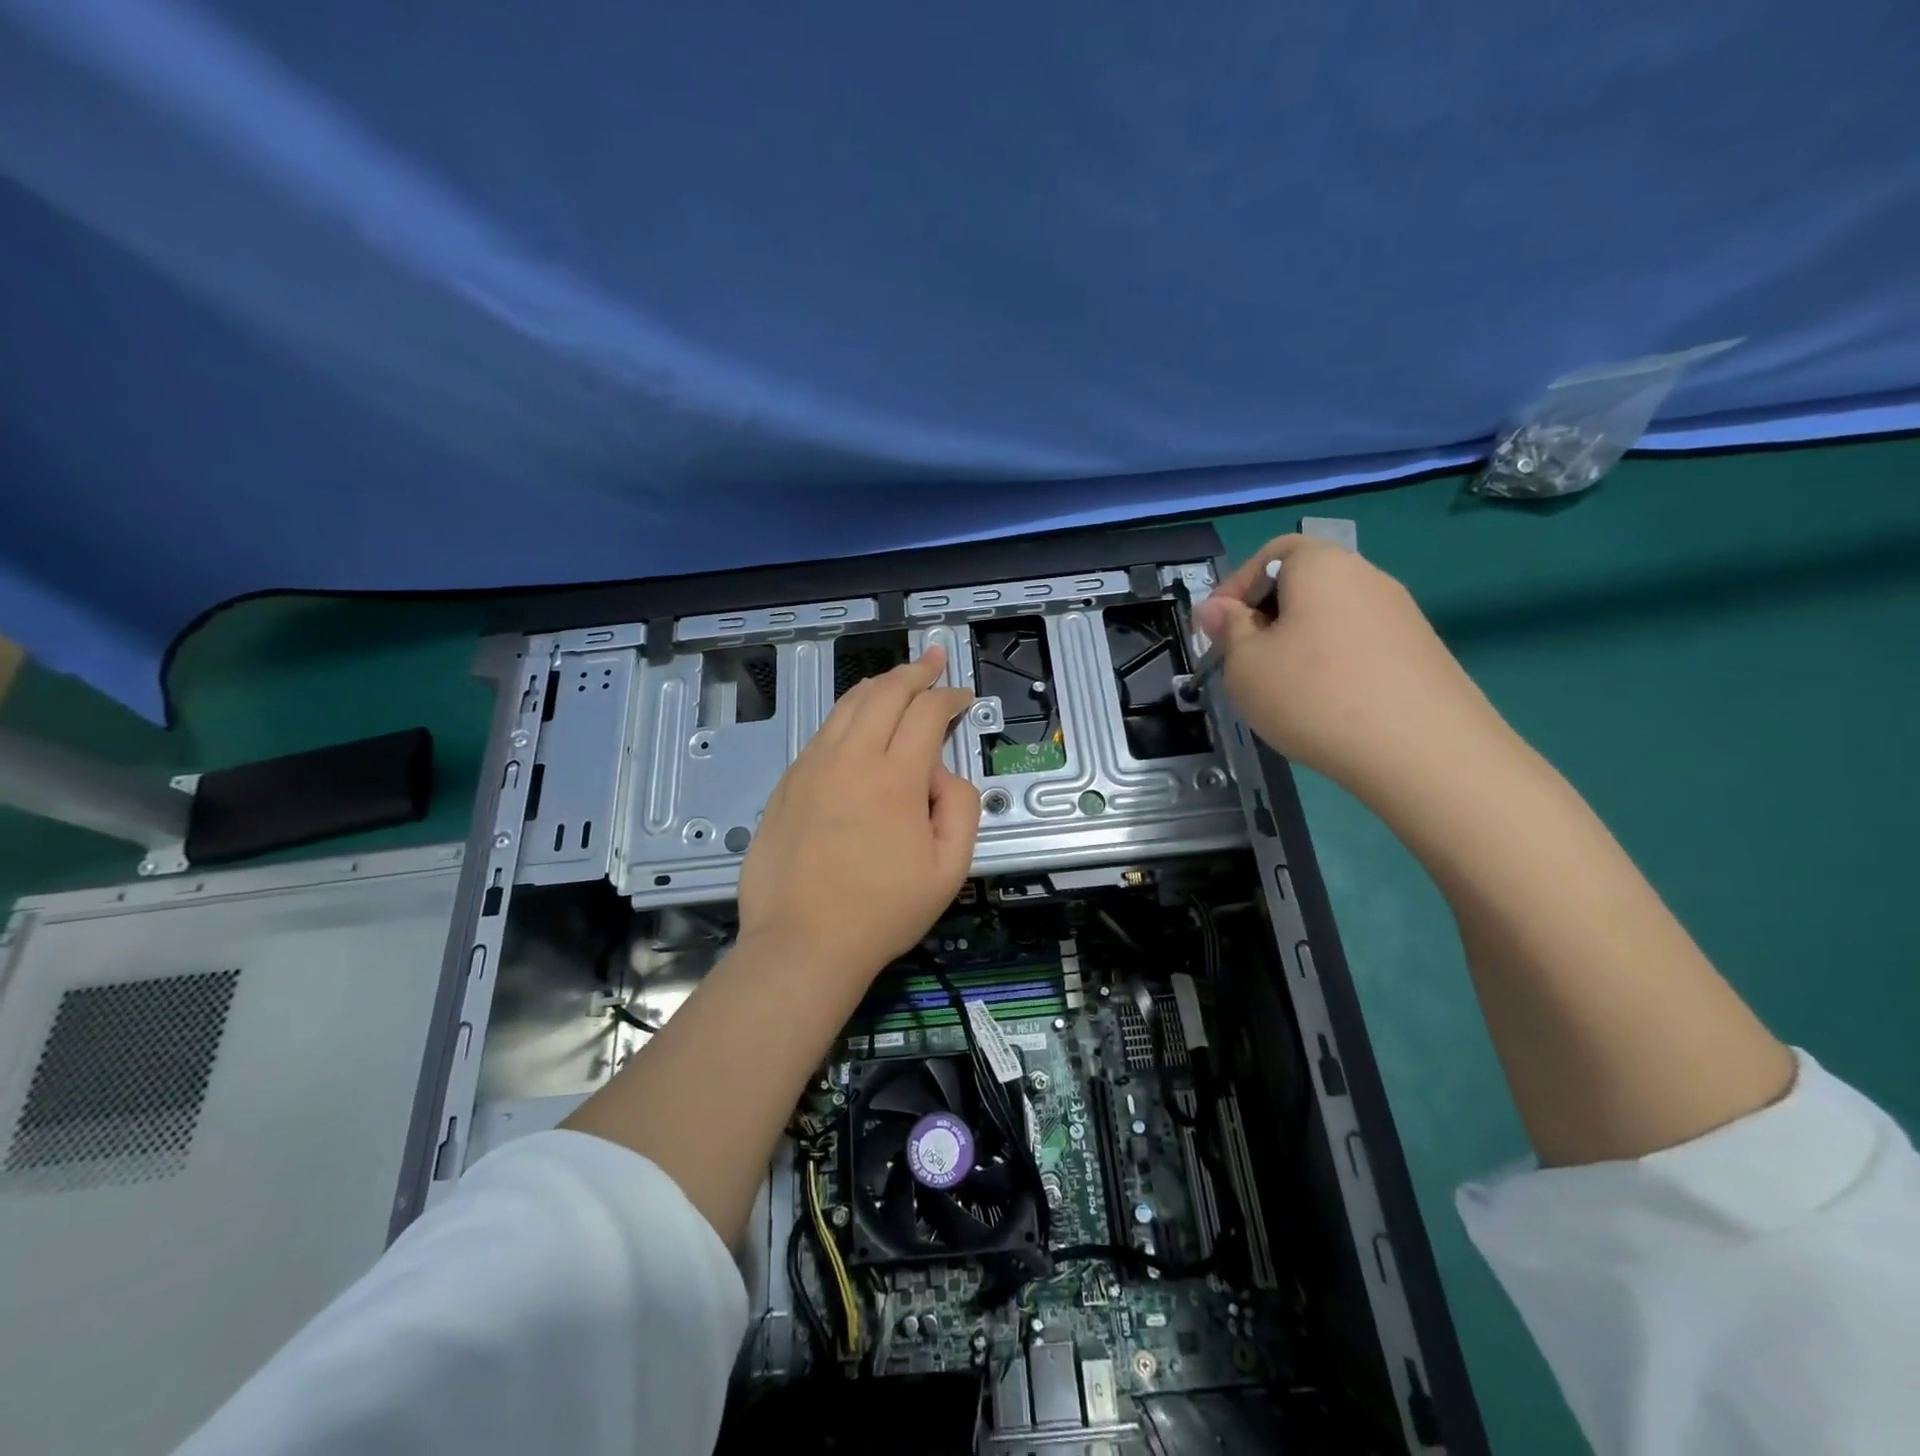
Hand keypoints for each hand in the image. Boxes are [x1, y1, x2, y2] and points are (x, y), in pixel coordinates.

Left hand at [736, 646, 979, 984]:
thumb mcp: (949, 869)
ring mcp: (812, 766)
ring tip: (898, 679)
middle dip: (916, 671)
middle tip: (935, 661)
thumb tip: (943, 774)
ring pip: (847, 704)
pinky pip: (822, 732)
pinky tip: (856, 721)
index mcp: (895, 777)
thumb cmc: (882, 912)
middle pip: (885, 692)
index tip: (963, 696)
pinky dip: (847, 714)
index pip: (927, 712)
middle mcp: (851, 758)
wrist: (802, 943)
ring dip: (879, 685)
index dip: (950, 696)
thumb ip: (962, 808)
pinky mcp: (787, 782)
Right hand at [1194, 533, 1502, 793]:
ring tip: (1279, 689)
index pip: (1271, 552)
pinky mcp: (1420, 653)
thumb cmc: (1314, 695)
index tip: (1215, 629)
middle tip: (1241, 662)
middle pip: (1303, 584)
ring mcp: (1400, 615)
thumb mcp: (1246, 664)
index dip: (1235, 587)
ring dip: (1297, 644)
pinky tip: (1323, 706)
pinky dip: (1331, 665)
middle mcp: (1367, 577)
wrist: (1423, 751)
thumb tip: (1216, 609)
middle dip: (1265, 617)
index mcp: (1322, 565)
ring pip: (1330, 618)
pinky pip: (1358, 646)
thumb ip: (1228, 630)